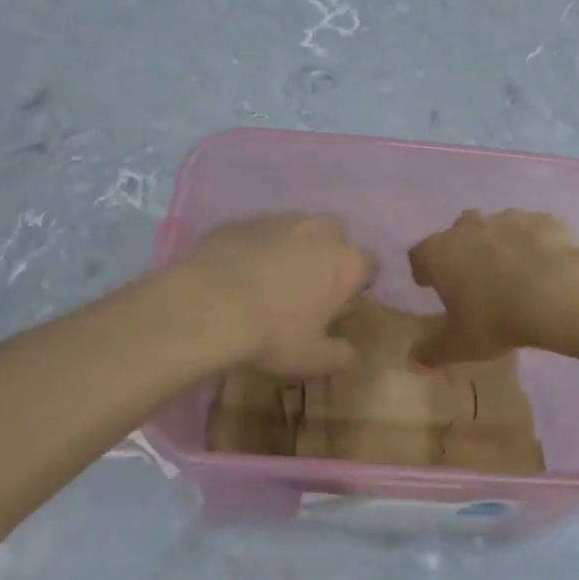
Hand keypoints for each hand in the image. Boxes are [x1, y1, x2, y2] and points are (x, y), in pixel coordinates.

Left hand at [178, 214, 371, 376]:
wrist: (208, 306)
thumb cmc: (273, 334)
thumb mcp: (313, 359)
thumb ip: (340, 355)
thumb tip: (350, 353)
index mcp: (345, 262)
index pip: (370, 264)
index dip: (358, 283)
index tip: (342, 303)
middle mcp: (318, 230)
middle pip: (335, 236)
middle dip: (327, 256)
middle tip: (308, 287)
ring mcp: (278, 220)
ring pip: (296, 230)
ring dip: (291, 249)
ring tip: (270, 280)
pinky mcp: (242, 221)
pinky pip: (258, 233)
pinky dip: (256, 248)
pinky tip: (239, 273)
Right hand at [408, 210, 578, 364]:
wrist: (558, 293)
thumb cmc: (496, 318)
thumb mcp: (460, 345)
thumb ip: (433, 351)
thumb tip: (414, 360)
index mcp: (440, 253)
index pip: (419, 255)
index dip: (424, 270)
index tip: (431, 286)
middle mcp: (468, 228)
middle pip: (456, 233)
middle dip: (461, 251)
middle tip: (474, 279)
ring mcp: (507, 218)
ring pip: (495, 227)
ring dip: (498, 245)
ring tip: (513, 273)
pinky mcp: (543, 220)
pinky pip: (532, 230)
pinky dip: (533, 244)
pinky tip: (545, 267)